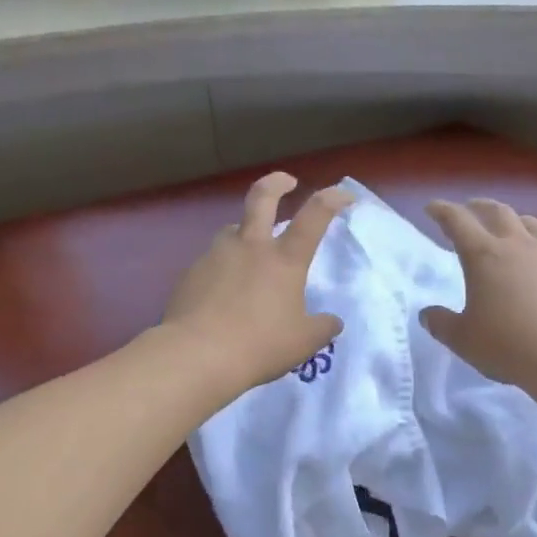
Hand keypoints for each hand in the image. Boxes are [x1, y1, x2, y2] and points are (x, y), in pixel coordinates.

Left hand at [163, 172, 352, 398]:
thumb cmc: (258, 346)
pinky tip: (221, 294)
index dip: (332, 198)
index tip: (345, 195)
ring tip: (248, 255)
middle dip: (277, 182)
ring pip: (232, 230)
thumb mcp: (303, 343)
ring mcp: (216, 255)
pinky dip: (222, 269)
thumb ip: (321, 328)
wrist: (196, 355)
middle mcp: (250, 246)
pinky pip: (212, 261)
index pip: (315, 215)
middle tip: (286, 181)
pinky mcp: (191, 272)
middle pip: (262, 197)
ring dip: (244, 234)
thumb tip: (332, 321)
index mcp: (284, 259)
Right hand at [421, 198, 536, 390]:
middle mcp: (519, 246)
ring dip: (518, 221)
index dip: (442, 211)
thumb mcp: (464, 340)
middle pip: (498, 212)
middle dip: (480, 206)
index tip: (433, 207)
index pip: (458, 221)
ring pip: (534, 225)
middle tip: (471, 208)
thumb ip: (442, 324)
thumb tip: (428, 315)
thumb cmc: (509, 346)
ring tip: (513, 226)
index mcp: (484, 256)